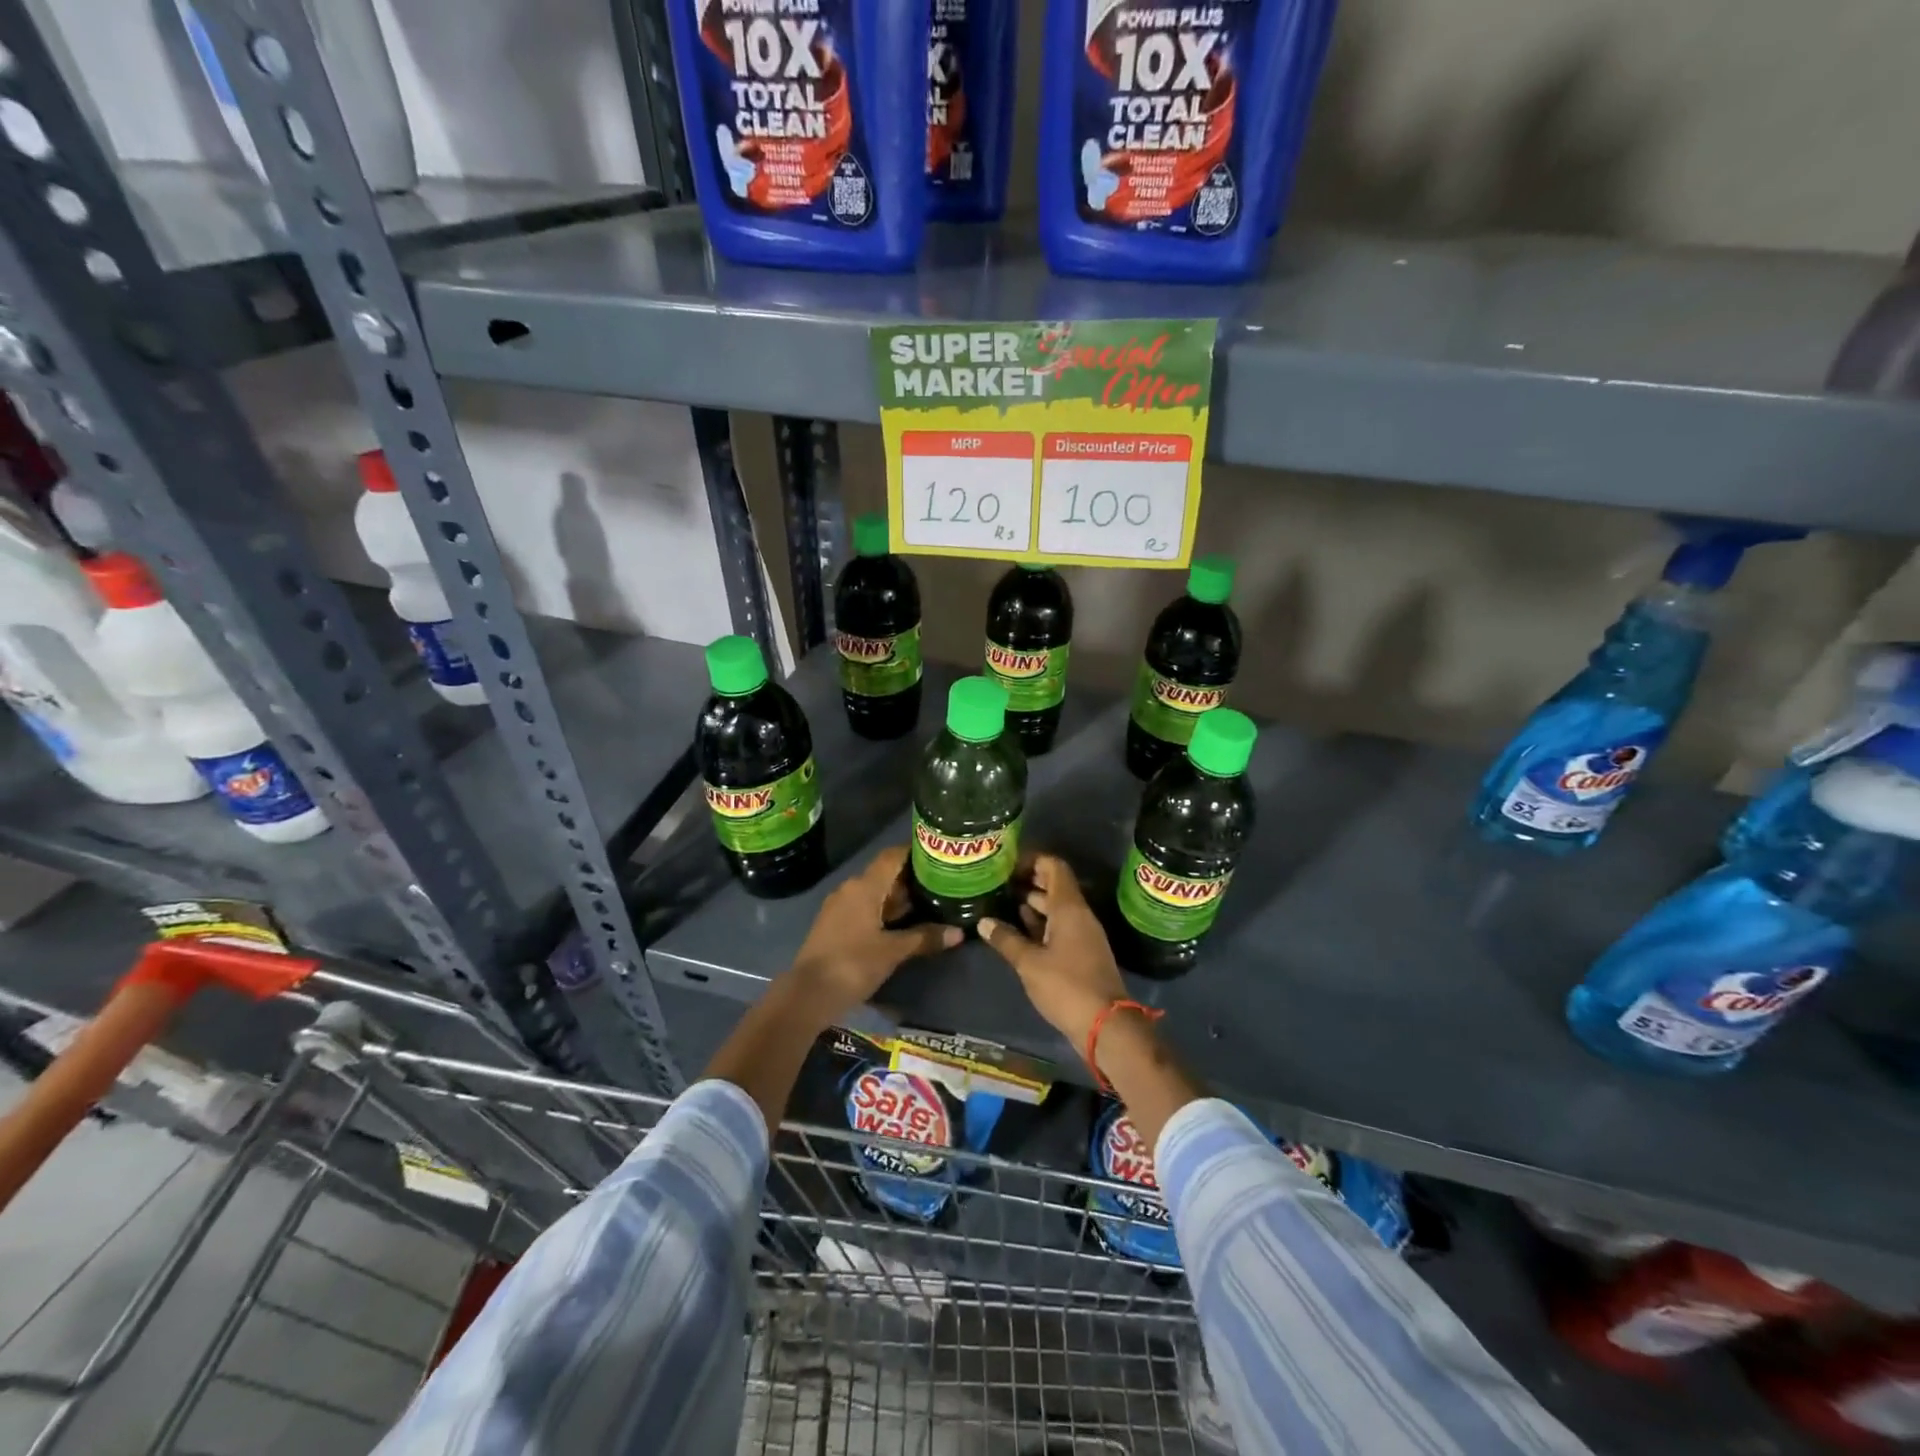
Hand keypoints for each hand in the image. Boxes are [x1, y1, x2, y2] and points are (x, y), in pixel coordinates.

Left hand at [784, 847, 959, 1026]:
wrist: (807, 995)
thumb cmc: (852, 965)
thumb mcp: (893, 952)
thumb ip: (925, 938)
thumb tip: (959, 932)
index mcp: (864, 886)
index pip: (892, 856)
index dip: (915, 852)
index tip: (939, 856)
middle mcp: (850, 888)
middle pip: (885, 874)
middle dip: (912, 878)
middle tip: (942, 883)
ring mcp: (840, 906)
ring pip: (875, 892)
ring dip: (898, 897)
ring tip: (929, 903)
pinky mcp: (835, 924)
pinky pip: (865, 907)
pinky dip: (884, 911)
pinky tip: (903, 923)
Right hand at [977, 853, 1126, 1048]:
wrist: (1105, 1025)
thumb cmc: (1066, 986)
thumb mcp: (1029, 963)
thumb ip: (1006, 939)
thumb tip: (983, 921)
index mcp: (1069, 908)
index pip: (1054, 866)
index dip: (1031, 860)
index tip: (1007, 865)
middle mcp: (1079, 915)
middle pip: (1055, 885)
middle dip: (1028, 881)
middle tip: (999, 883)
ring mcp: (1083, 934)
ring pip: (1057, 908)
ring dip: (1033, 904)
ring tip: (1003, 903)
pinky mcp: (1082, 953)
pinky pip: (1060, 927)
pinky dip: (1041, 924)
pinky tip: (1020, 930)